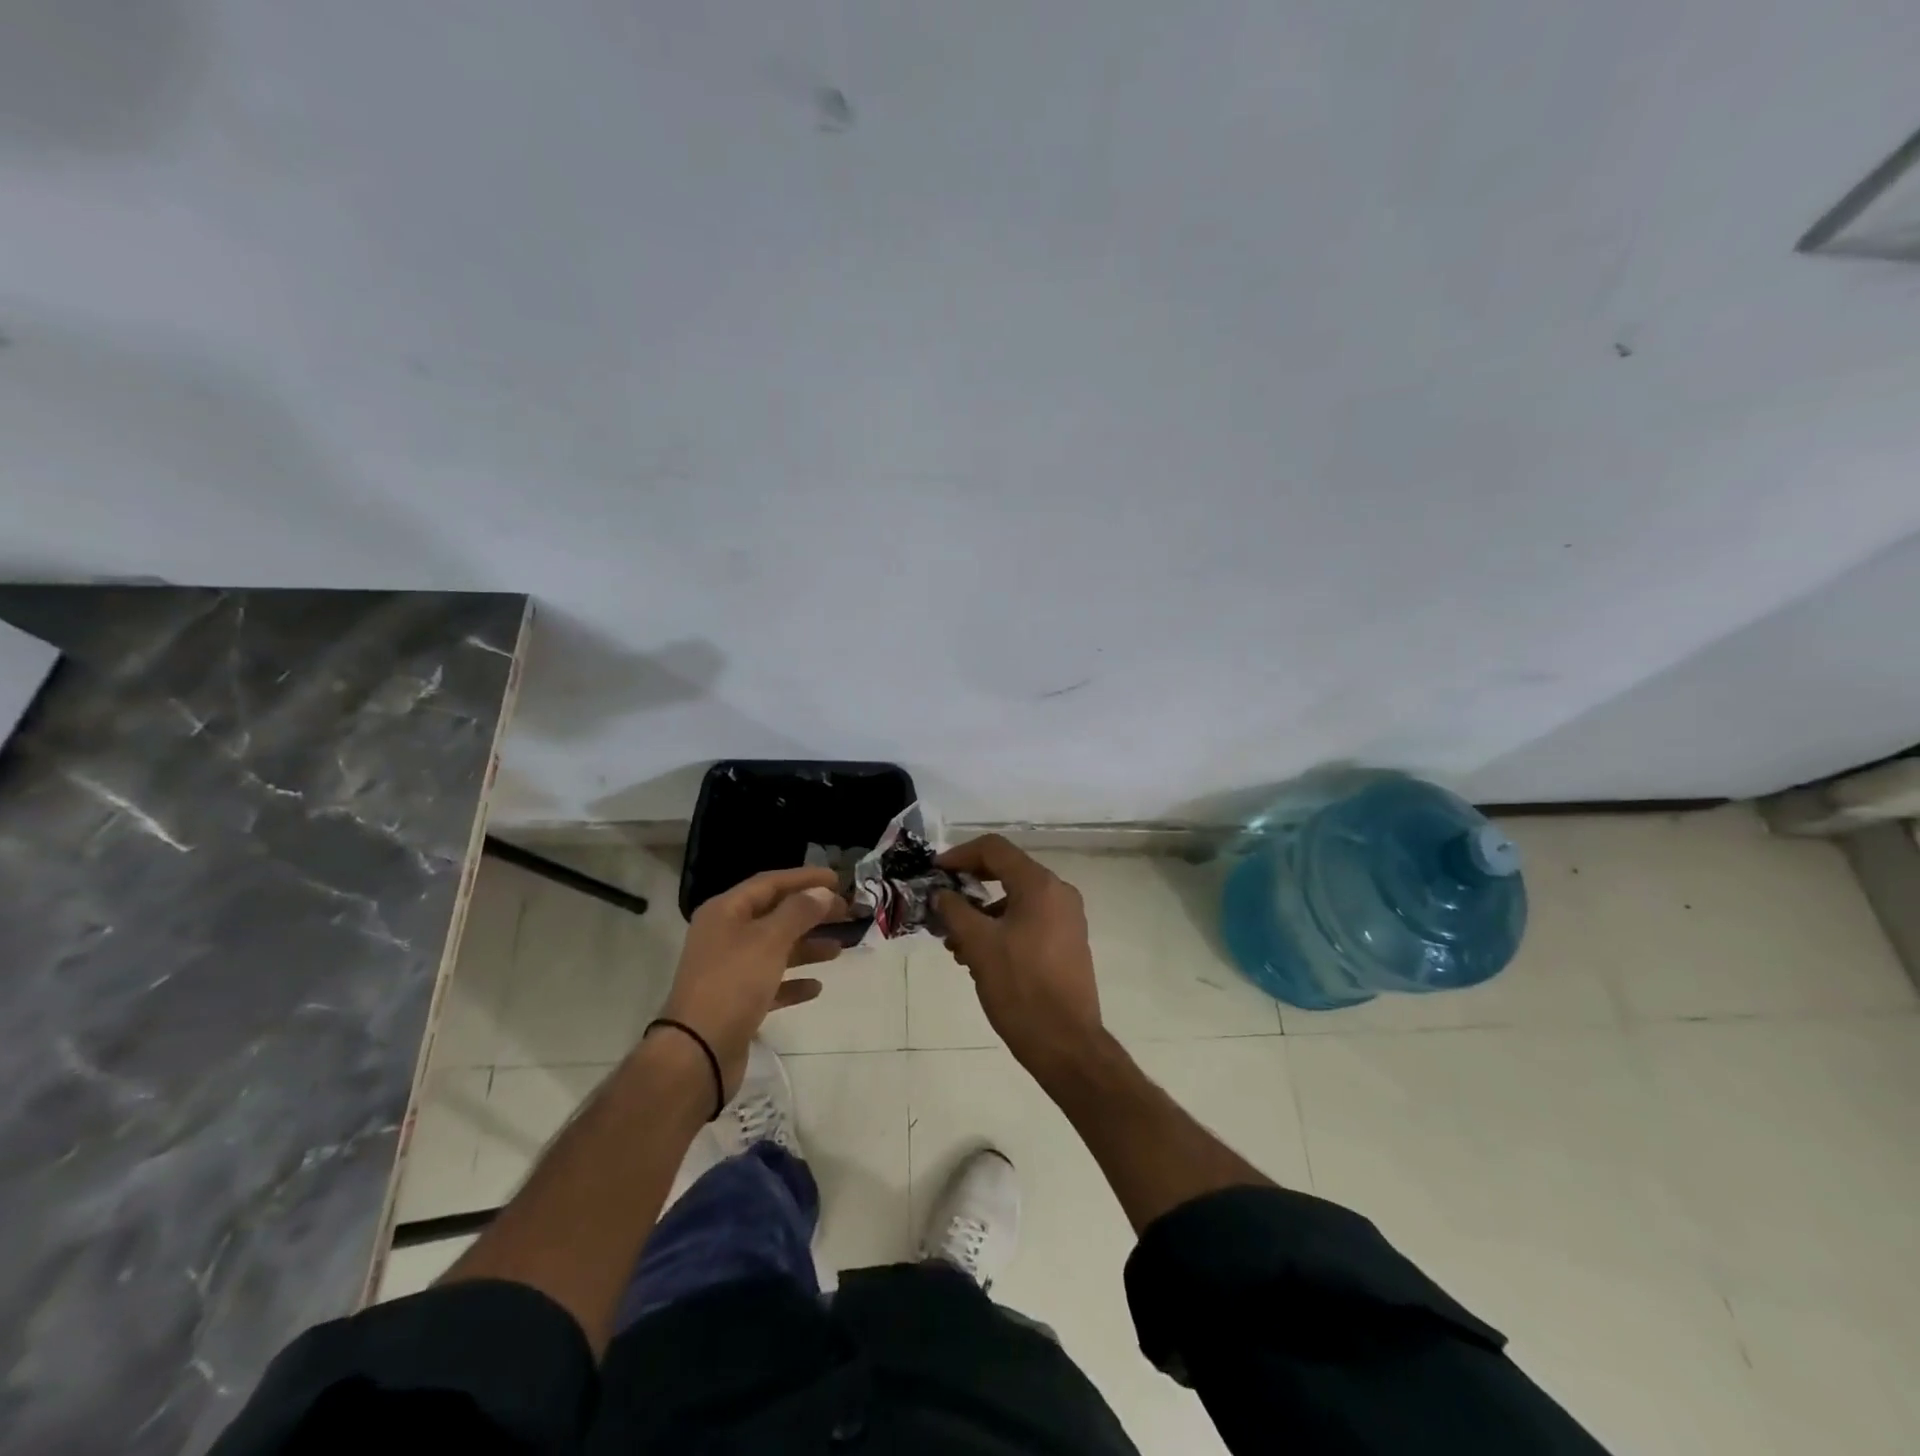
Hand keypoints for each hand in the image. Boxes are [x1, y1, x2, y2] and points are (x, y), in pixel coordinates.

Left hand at [657, 867, 846, 1096]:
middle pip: (775, 914)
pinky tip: (816, 987)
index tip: (838, 879)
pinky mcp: (737, 1002)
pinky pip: (771, 983)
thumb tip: (821, 892)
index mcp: (725, 911)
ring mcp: (729, 969)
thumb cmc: (733, 984)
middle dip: (811, 912)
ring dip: (807, 946)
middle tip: (846, 912)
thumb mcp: (770, 940)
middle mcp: (725, 935)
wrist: (698, 1052)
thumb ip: (799, 912)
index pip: (769, 883)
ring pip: (776, 948)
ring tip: (839, 948)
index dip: (804, 878)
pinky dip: (794, 981)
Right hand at [934, 836, 1106, 1080]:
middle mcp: (1059, 893)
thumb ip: (955, 910)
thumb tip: (941, 893)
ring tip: (955, 943)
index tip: (934, 873)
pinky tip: (979, 957)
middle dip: (969, 887)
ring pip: (1016, 900)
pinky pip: (1029, 920)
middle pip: (1006, 872)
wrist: (1066, 1044)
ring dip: (982, 913)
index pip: (994, 849)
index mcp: (1040, 885)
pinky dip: (1001, 928)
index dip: (959, 855)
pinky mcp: (1068, 942)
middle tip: (941, 906)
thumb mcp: (978, 945)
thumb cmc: (1020, 988)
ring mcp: (1067, 918)